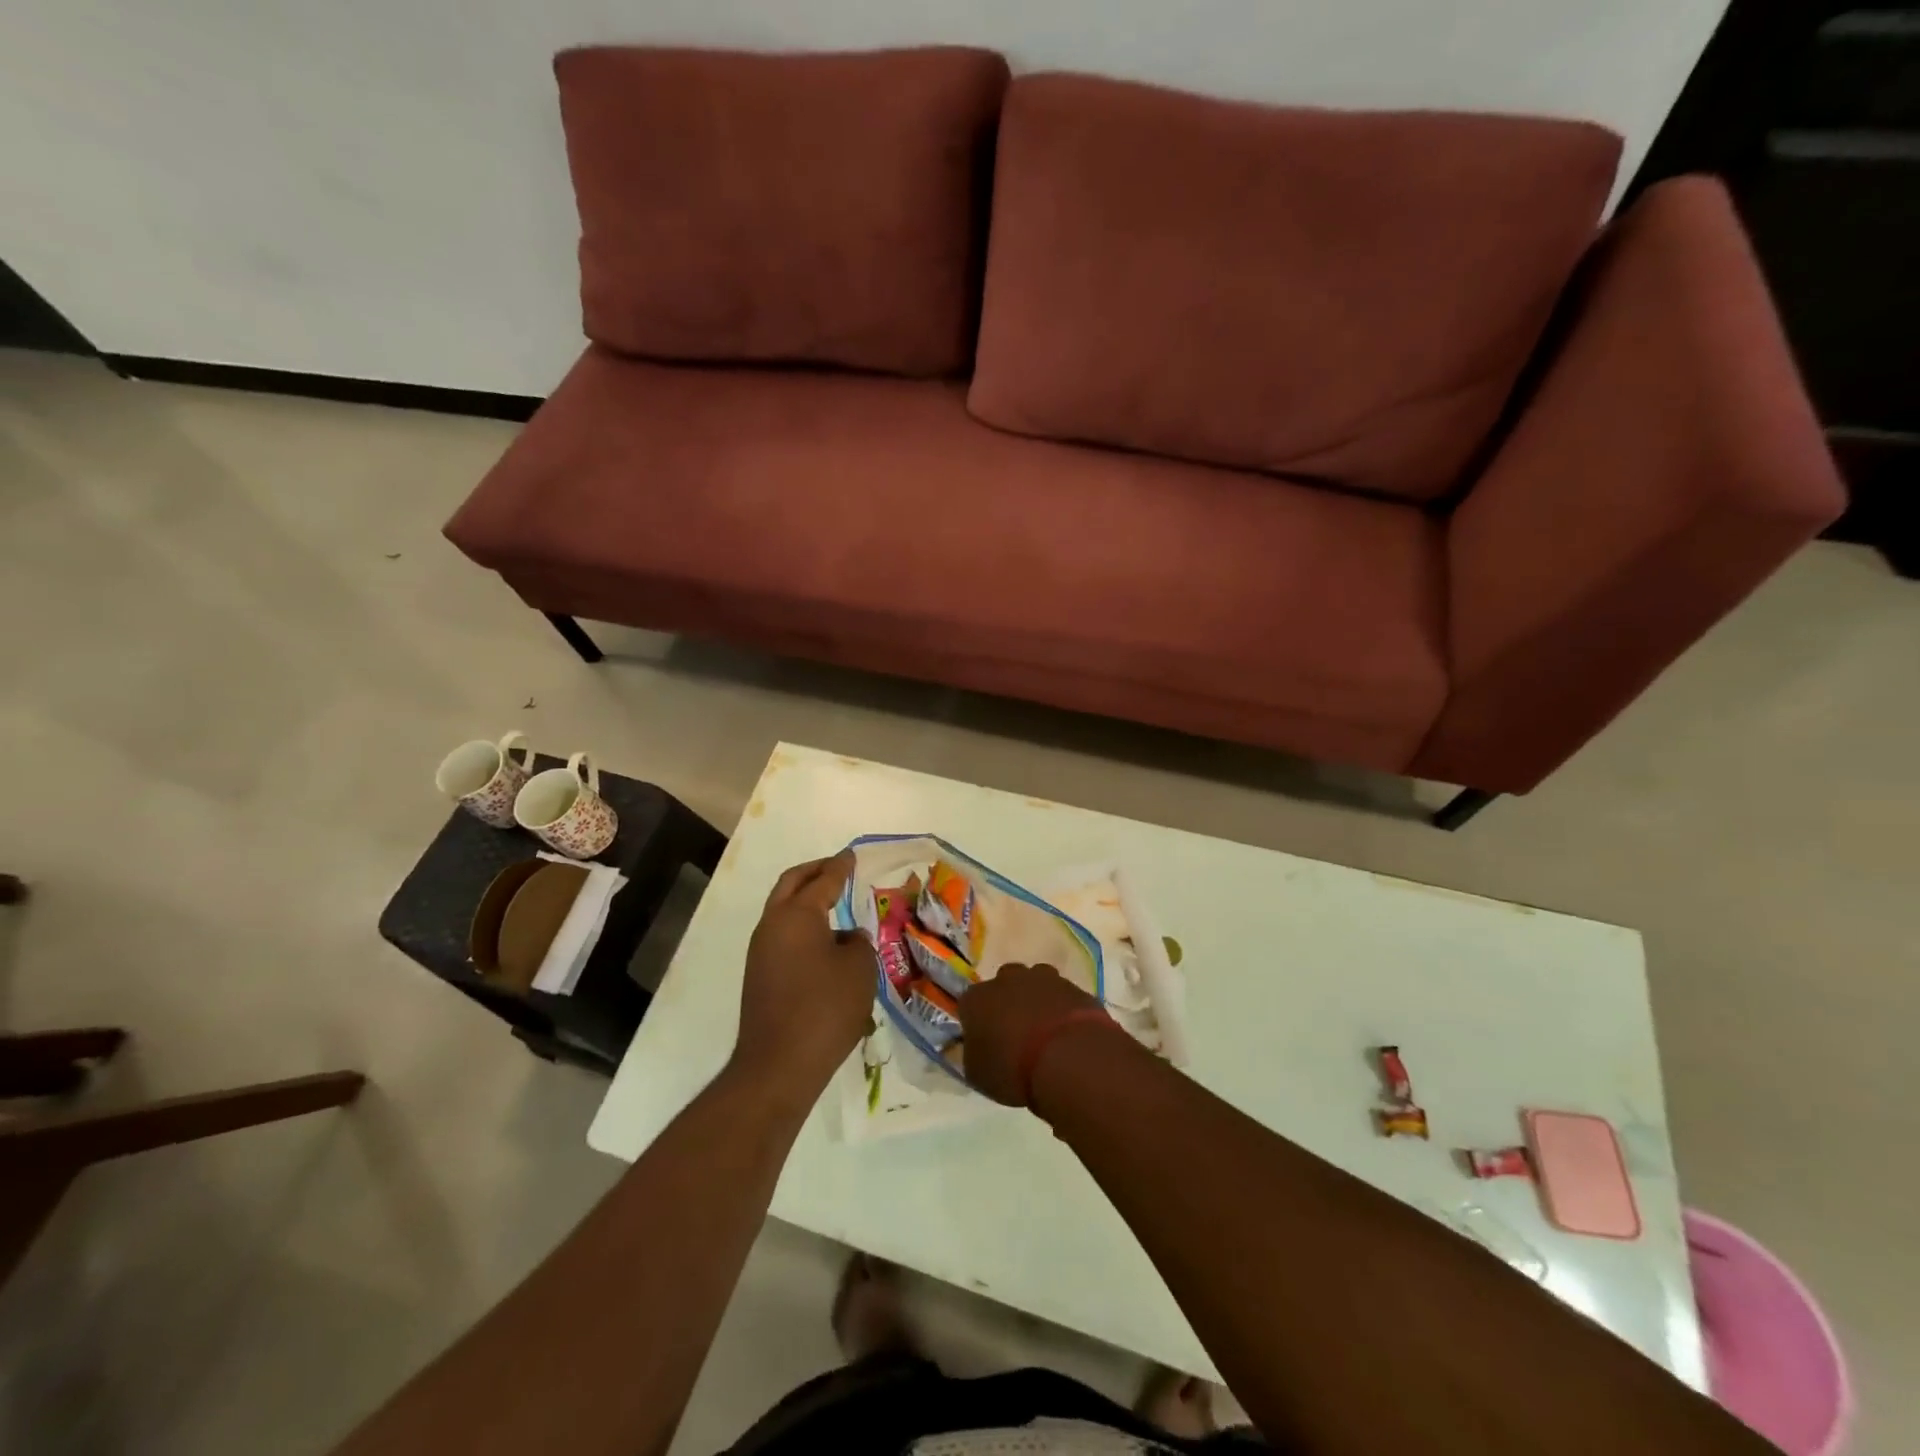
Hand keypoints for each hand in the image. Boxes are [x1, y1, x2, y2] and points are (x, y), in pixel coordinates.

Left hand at [735, 852, 875, 1094]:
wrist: (778, 1065)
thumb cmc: (825, 1009)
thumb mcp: (859, 969)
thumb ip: (857, 942)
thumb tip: (845, 937)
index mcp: (797, 915)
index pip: (823, 880)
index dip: (840, 866)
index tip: (851, 855)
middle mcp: (772, 925)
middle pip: (791, 884)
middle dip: (814, 871)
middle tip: (836, 866)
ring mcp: (760, 951)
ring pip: (782, 909)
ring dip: (804, 899)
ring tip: (832, 902)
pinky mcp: (759, 975)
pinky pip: (781, 935)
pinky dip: (801, 925)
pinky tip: (823, 941)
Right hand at [958, 961, 1114, 1108]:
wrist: (1068, 1057)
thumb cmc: (1013, 1070)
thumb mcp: (978, 1075)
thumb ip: (973, 1056)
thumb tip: (976, 1049)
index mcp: (977, 999)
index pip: (969, 1004)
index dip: (976, 1023)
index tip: (985, 1042)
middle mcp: (1007, 979)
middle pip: (1004, 986)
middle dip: (1008, 1004)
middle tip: (1016, 1035)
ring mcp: (1043, 978)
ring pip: (1036, 984)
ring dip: (1038, 1002)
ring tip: (1045, 1034)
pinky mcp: (1073, 986)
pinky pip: (1063, 997)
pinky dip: (1063, 1010)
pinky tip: (1068, 1035)